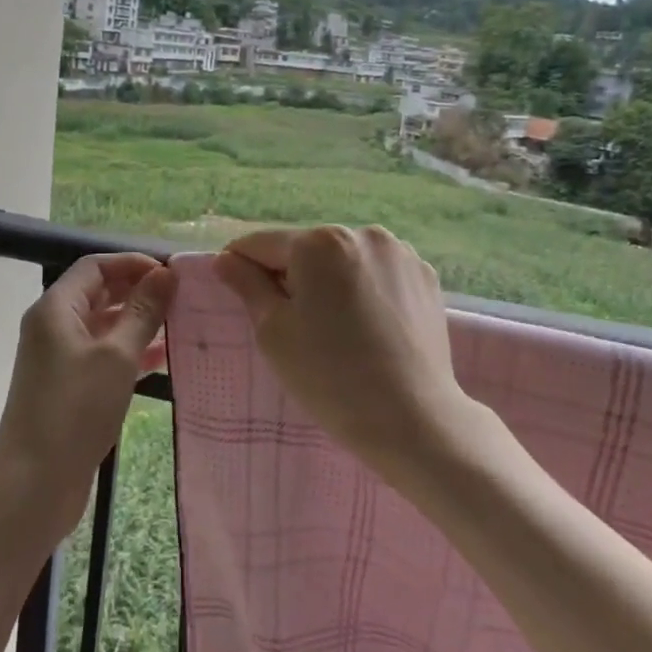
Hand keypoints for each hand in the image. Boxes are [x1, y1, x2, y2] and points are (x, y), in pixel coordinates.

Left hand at [0, 253, 176, 539]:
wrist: (34, 484)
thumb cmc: (74, 410)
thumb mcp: (117, 356)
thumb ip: (143, 312)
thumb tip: (166, 274)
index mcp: (56, 308)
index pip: (95, 266)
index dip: (133, 263)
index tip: (173, 274)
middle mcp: (54, 327)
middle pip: (100, 294)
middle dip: (140, 292)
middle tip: (184, 299)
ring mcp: (61, 359)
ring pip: (105, 327)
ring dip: (140, 323)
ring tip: (183, 325)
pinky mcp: (71, 388)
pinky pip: (105, 357)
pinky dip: (132, 353)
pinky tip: (165, 360)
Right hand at [213, 227, 469, 487]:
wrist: (412, 418)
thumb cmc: (329, 377)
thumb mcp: (273, 332)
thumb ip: (247, 285)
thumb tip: (226, 259)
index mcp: (319, 242)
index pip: (261, 243)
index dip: (241, 266)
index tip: (236, 292)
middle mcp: (362, 233)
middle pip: (306, 249)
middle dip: (290, 275)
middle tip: (290, 324)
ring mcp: (400, 253)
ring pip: (343, 259)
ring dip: (328, 281)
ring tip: (334, 327)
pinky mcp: (425, 276)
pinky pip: (377, 273)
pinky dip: (363, 289)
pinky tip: (367, 326)